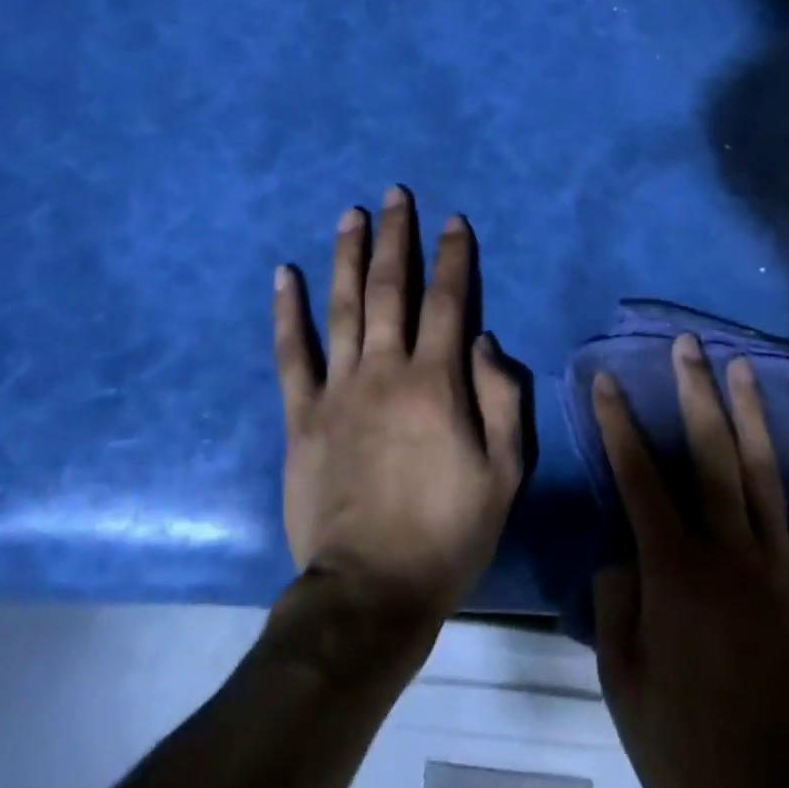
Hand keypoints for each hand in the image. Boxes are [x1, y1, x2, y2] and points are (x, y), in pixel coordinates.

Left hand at [273, 187, 524, 634]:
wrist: (370, 593)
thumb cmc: (448, 532)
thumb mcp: (504, 473)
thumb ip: (502, 399)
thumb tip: (484, 339)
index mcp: (436, 382)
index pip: (448, 301)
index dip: (453, 256)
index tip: (453, 220)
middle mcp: (385, 370)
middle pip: (390, 288)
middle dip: (396, 236)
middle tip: (395, 194)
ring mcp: (338, 389)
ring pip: (342, 306)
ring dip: (347, 255)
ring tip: (350, 214)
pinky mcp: (302, 415)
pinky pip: (292, 354)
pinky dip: (287, 311)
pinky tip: (285, 274)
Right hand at [592, 335, 788, 787]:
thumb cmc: (688, 753)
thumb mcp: (624, 683)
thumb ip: (618, 605)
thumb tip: (624, 556)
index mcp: (675, 571)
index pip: (638, 477)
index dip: (619, 424)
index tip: (608, 379)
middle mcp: (730, 553)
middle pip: (710, 455)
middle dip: (695, 392)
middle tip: (689, 344)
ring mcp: (782, 572)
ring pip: (766, 475)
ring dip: (752, 416)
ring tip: (744, 367)